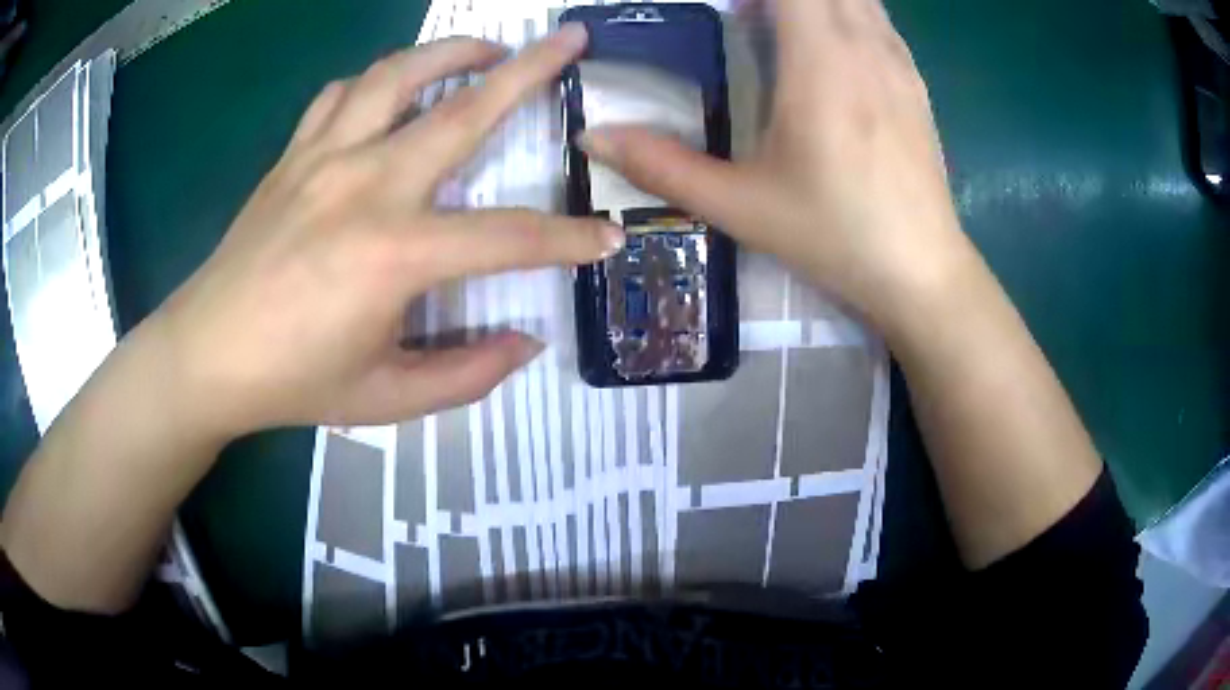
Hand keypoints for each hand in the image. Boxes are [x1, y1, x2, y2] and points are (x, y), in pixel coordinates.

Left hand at [147, 24, 621, 437]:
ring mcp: (324, 158)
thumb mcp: (386, 399)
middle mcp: (366, 185)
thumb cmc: (292, 382)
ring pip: (399, 73)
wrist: (204, 356)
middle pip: (465, 109)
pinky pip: (343, 93)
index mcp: (395, 254)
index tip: (609, 237)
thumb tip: (525, 342)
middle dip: (532, 69)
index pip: (509, 237)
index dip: (569, 239)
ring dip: (452, 51)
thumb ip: (467, 374)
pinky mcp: (293, 154)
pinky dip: (378, 80)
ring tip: (486, 49)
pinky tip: (394, 91)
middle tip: (572, 41)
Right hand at [580, 0, 973, 326]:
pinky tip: (826, 44)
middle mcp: (864, 47)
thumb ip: (662, 166)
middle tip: (743, 16)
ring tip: (776, 24)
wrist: (921, 272)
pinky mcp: (915, 82)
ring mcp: (897, 62)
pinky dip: (845, 10)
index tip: (725, 7)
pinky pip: (877, 19)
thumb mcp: (741, 207)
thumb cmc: (835, 237)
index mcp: (821, 62)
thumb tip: (593, 137)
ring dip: (813, 0)